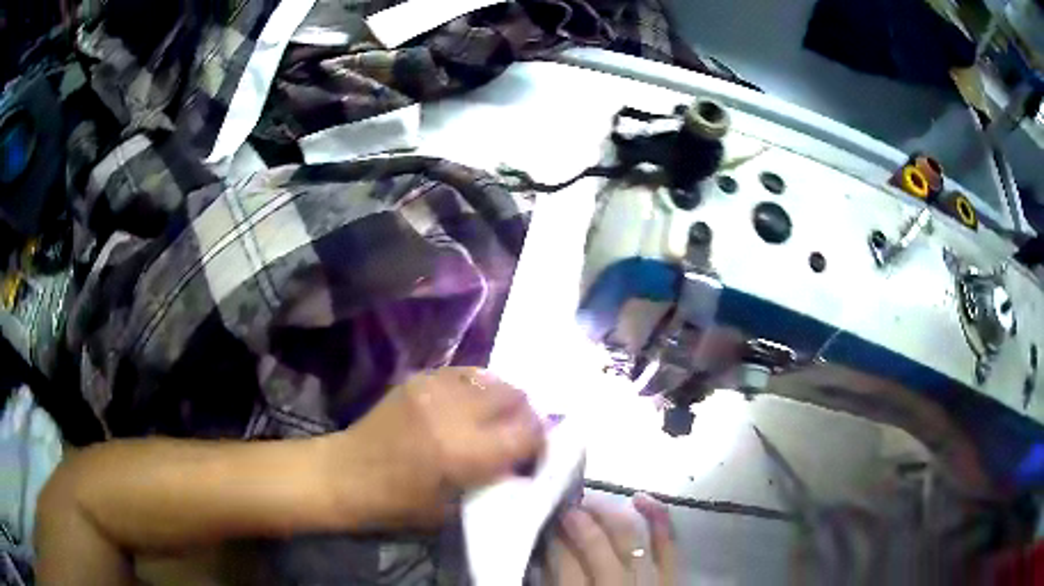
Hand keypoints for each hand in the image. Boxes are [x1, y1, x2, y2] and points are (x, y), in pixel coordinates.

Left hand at [334, 367, 545, 527]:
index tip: (538, 454)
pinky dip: (479, 386)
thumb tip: (522, 464)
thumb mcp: (454, 509)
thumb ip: (494, 482)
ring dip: (504, 398)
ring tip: (497, 418)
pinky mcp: (419, 378)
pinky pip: (465, 372)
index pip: (528, 432)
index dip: (541, 442)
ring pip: (493, 378)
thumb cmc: (397, 504)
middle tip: (520, 435)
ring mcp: (435, 388)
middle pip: (516, 396)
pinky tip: (471, 404)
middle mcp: (454, 411)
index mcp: (464, 451)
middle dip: (527, 416)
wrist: (345, 473)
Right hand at [544, 493, 676, 585]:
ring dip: (609, 514)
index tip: (543, 525)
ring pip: (629, 538)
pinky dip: (659, 519)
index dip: (551, 539)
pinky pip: (669, 545)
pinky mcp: (673, 579)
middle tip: (564, 507)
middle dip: (578, 520)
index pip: (563, 563)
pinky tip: (642, 498)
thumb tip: (541, 562)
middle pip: (595, 545)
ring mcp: (648, 581)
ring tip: (592, 501)